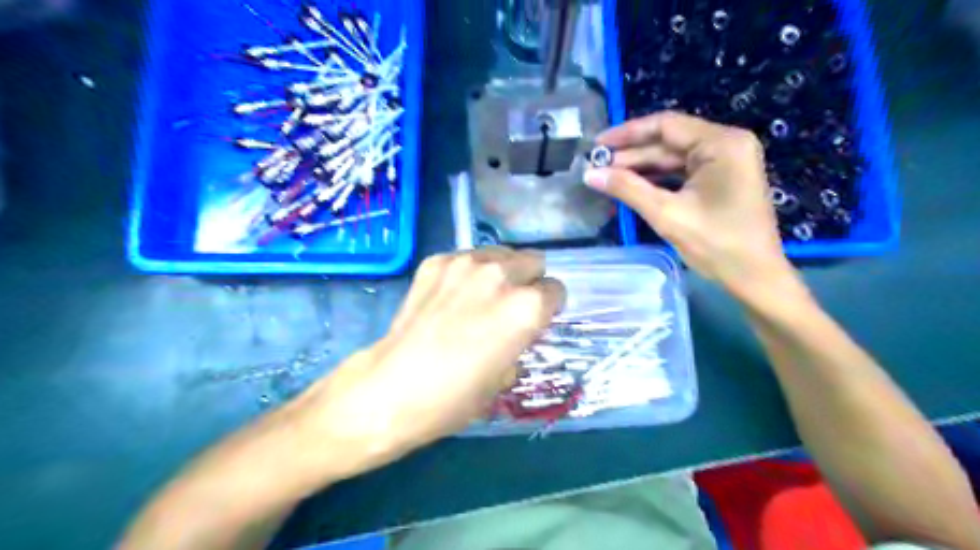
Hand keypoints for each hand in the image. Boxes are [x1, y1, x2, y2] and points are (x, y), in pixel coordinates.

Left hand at [294, 250, 561, 475]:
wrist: (392, 388)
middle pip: (533, 260)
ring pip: (500, 254)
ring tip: (480, 297)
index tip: (536, 319)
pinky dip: (467, 273)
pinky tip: (450, 297)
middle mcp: (502, 275)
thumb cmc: (456, 397)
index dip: (548, 307)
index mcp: (527, 307)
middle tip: (510, 305)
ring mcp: (465, 263)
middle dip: (529, 281)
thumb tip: (515, 332)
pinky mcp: (436, 261)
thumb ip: (520, 342)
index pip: (557, 290)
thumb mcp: (506, 377)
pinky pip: (466, 258)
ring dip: (500, 272)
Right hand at [580, 109, 794, 296]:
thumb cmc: (716, 245)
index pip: (666, 125)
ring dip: (642, 167)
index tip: (597, 145)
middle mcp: (727, 144)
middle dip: (632, 154)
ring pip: (675, 157)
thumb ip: (627, 188)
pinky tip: (633, 185)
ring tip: (608, 176)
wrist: (755, 278)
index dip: (627, 134)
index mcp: (721, 143)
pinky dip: (659, 178)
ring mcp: (727, 162)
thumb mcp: (667, 214)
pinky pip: (684, 171)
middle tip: (597, 166)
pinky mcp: (723, 179)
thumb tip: (589, 174)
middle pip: (670, 141)